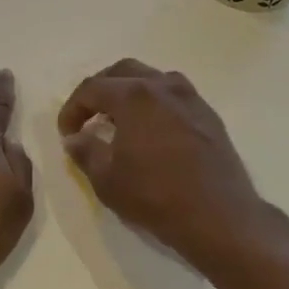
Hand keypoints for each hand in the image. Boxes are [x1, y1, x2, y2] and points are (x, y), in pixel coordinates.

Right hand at [58, 59, 276, 270]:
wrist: (221, 217)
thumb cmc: (157, 197)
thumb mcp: (107, 180)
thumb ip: (85, 151)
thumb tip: (74, 138)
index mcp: (134, 96)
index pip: (92, 88)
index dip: (72, 109)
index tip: (67, 133)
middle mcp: (163, 86)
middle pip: (123, 71)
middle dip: (100, 90)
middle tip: (89, 116)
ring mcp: (190, 98)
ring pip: (152, 78)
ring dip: (129, 92)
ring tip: (119, 120)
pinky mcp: (208, 115)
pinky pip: (173, 96)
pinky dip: (154, 103)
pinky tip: (151, 131)